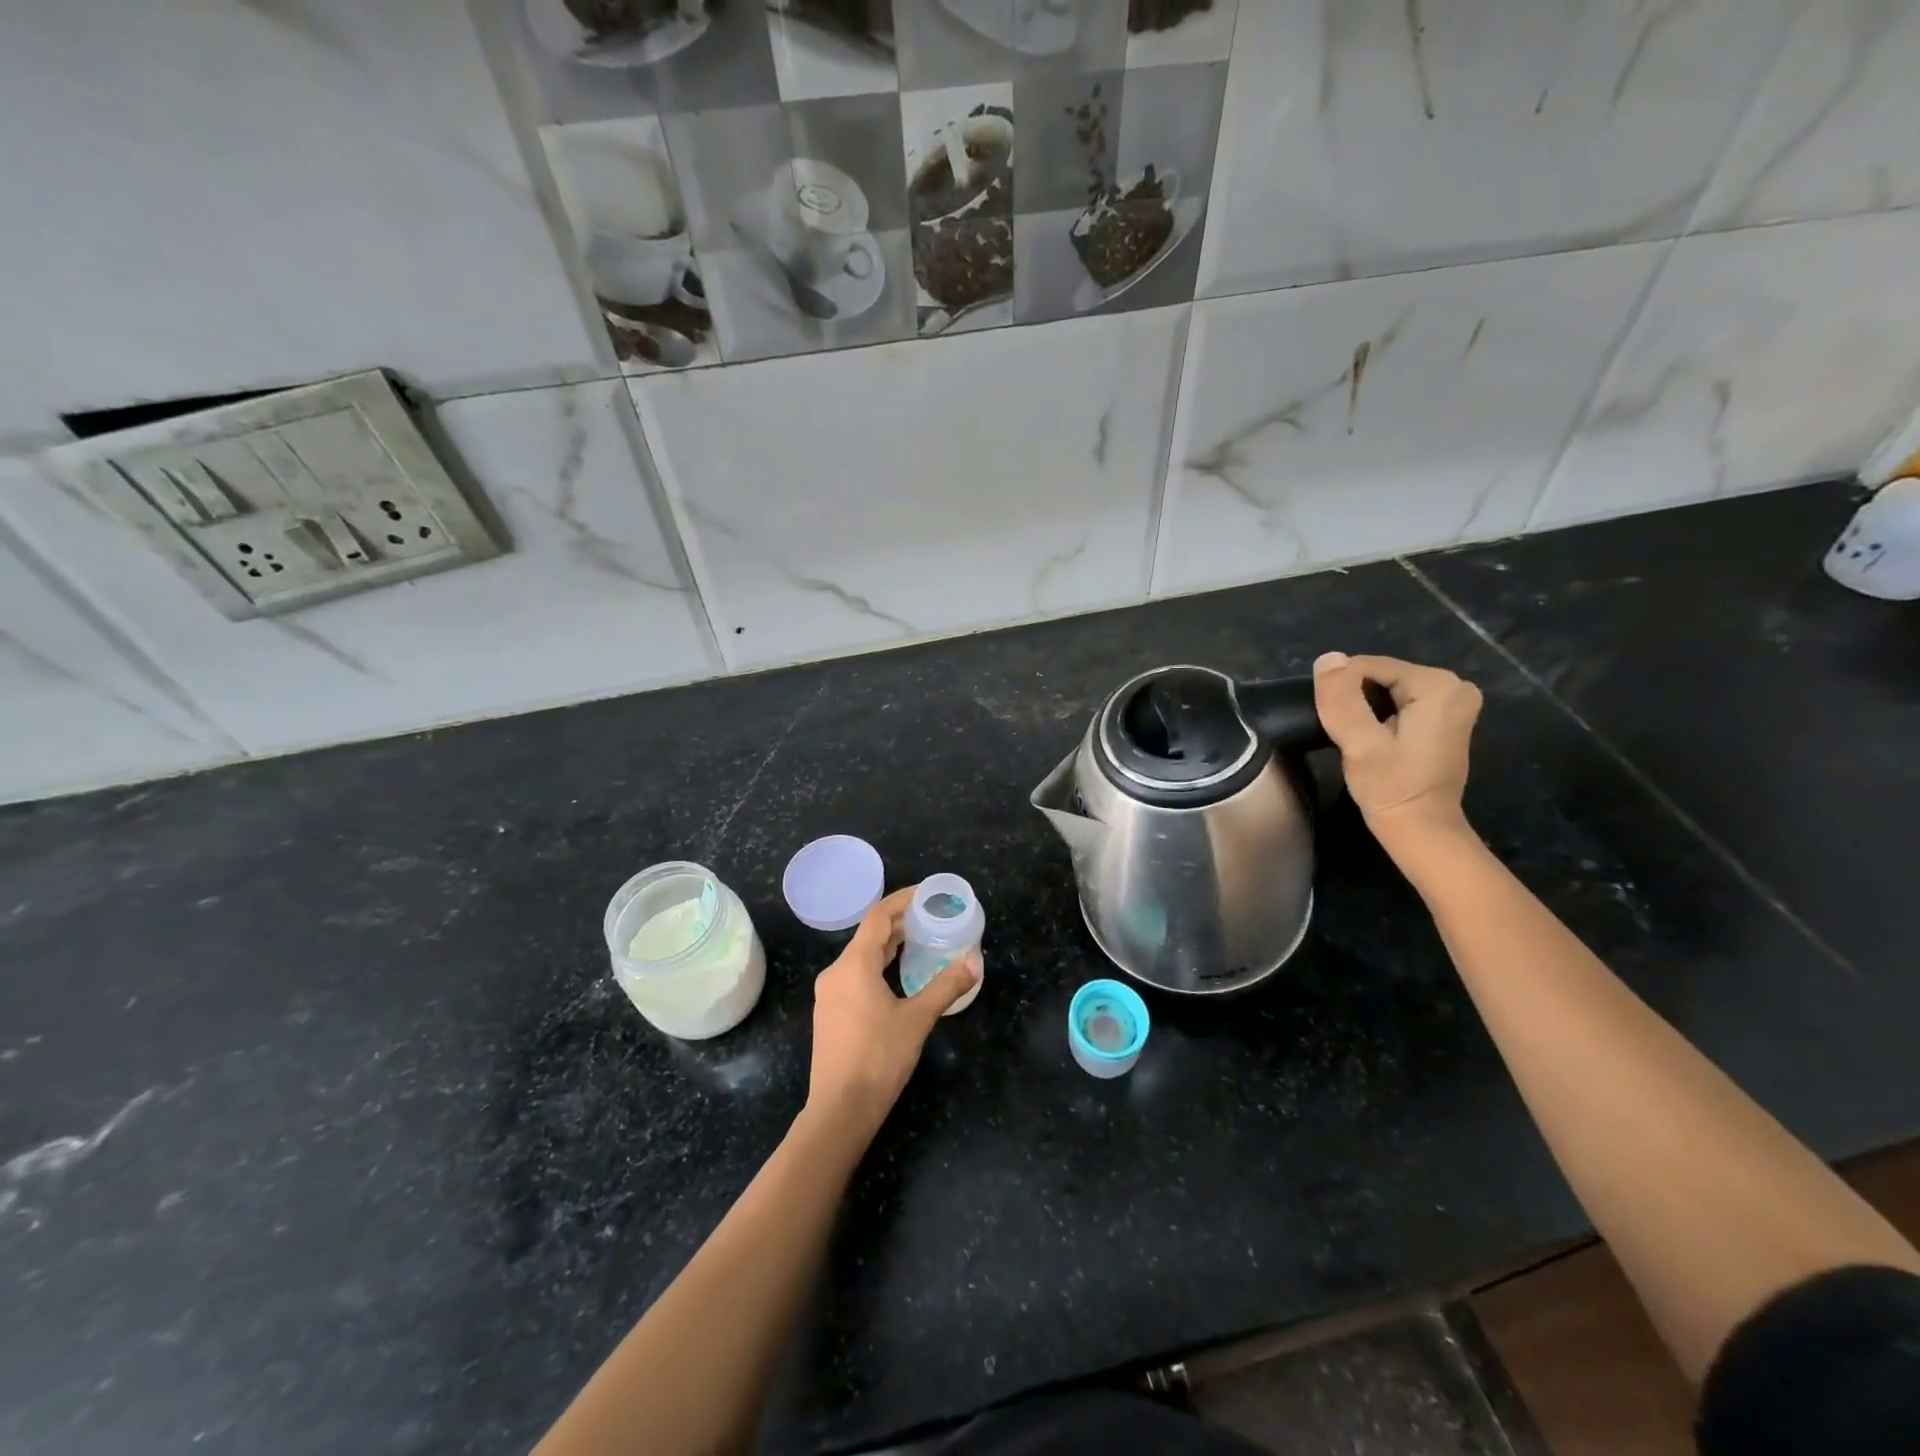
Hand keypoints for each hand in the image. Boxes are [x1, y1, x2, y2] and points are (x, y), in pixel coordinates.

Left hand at [805, 886, 979, 1141]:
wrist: (840, 1110)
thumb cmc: (879, 1058)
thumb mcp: (918, 1019)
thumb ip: (946, 985)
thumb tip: (975, 959)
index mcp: (853, 965)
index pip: (878, 917)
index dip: (902, 900)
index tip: (927, 893)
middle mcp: (835, 973)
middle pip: (868, 935)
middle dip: (898, 923)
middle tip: (930, 917)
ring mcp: (829, 994)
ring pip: (860, 957)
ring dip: (887, 945)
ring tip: (918, 940)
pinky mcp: (830, 1013)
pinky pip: (854, 975)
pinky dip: (877, 965)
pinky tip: (896, 976)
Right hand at [1312, 652, 1482, 842]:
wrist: (1420, 829)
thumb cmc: (1390, 787)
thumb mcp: (1359, 744)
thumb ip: (1341, 699)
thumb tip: (1327, 658)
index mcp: (1437, 684)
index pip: (1367, 666)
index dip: (1342, 693)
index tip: (1338, 727)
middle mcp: (1453, 685)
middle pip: (1378, 676)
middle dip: (1355, 701)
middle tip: (1350, 737)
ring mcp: (1453, 701)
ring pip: (1384, 690)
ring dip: (1364, 711)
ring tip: (1360, 741)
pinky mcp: (1445, 717)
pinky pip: (1398, 702)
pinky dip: (1379, 717)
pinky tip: (1375, 742)